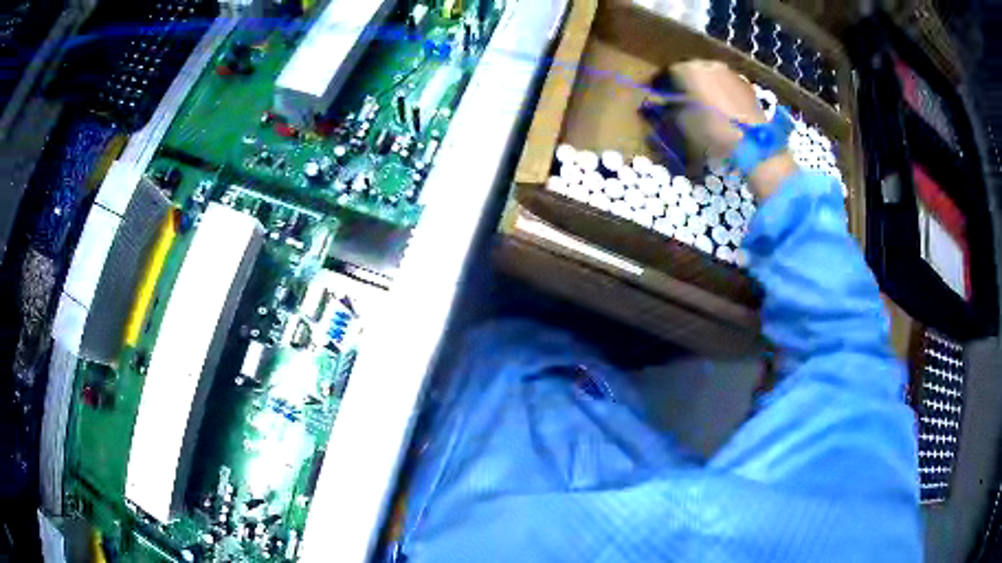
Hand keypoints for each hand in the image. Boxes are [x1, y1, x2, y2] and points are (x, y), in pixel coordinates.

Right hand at [670, 60, 796, 199]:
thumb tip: (661, 103)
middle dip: (685, 84)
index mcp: (689, 69)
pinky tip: (722, 111)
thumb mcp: (683, 124)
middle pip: (691, 71)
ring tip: (704, 107)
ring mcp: (730, 73)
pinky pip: (726, 85)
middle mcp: (709, 64)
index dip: (662, 86)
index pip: (668, 72)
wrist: (755, 144)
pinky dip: (721, 94)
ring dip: (705, 88)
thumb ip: (669, 109)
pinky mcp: (745, 85)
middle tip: (682, 102)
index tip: (659, 99)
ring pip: (711, 77)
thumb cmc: (714, 133)